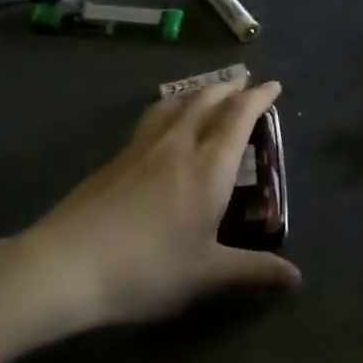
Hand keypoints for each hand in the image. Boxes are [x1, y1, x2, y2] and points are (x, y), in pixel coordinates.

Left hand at [14, 77, 300, 328]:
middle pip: (206, 101)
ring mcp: (141, 149)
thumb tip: (296, 278)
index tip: (272, 85)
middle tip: (245, 83)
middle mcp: (178, 146)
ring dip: (198, 92)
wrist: (66, 265)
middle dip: (229, 88)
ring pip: (175, 104)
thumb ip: (254, 271)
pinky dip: (170, 108)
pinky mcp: (115, 159)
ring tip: (207, 93)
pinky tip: (164, 125)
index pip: (238, 117)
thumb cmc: (147, 268)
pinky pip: (152, 118)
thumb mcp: (207, 274)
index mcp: (208, 167)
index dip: (258, 98)